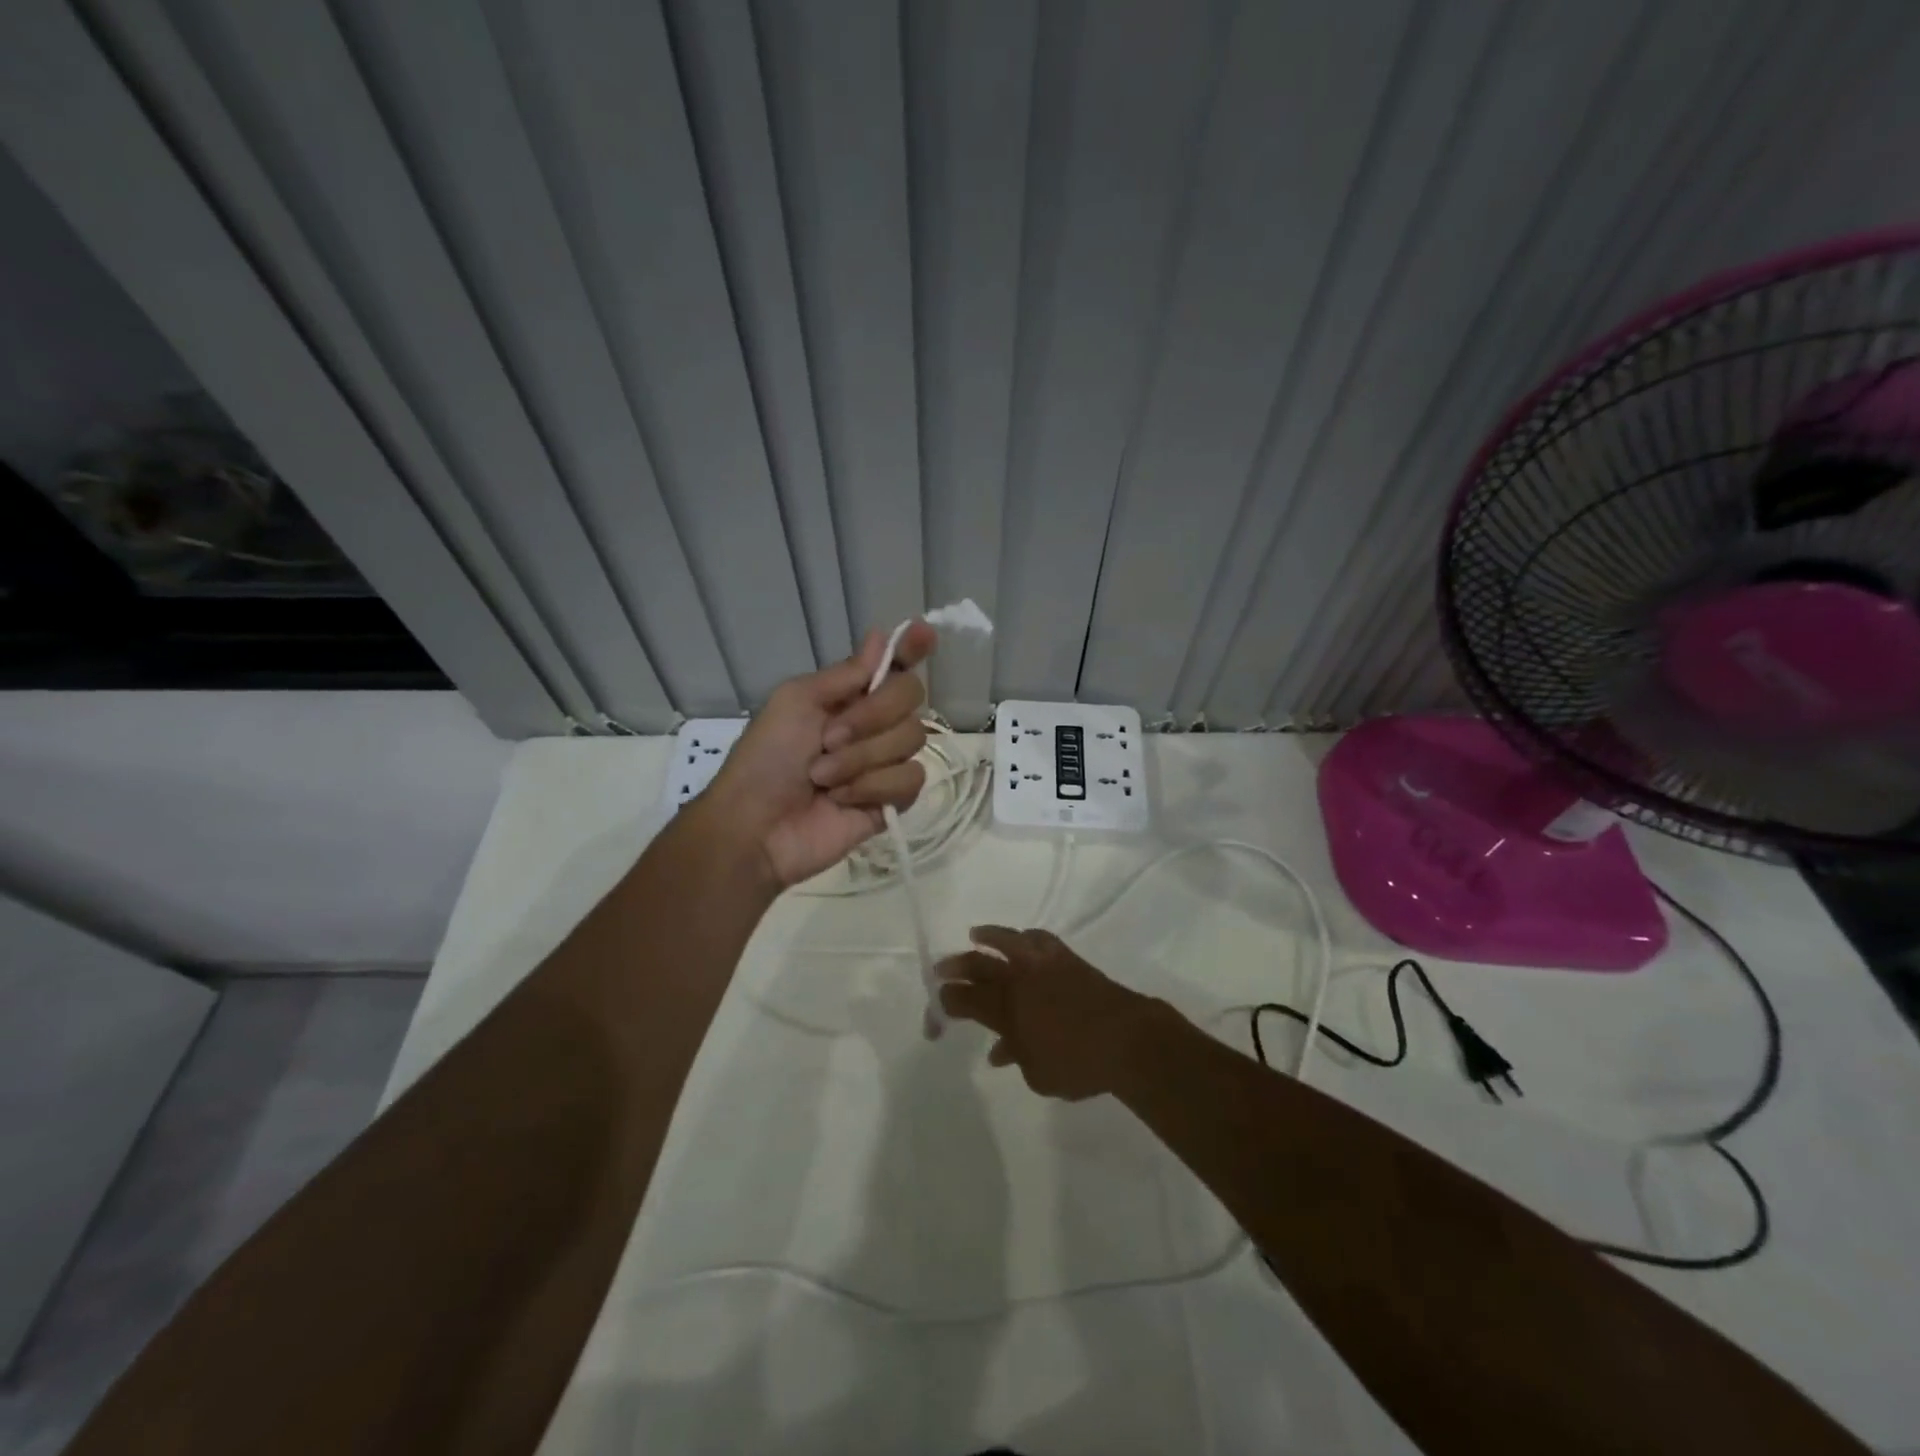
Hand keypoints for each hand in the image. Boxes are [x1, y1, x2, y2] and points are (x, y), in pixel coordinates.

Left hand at [700, 625, 935, 887]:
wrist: (757, 826)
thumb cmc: (766, 758)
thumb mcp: (796, 702)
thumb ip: (845, 674)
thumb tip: (880, 635)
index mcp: (849, 696)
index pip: (894, 666)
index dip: (913, 648)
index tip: (925, 633)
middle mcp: (873, 724)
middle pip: (910, 697)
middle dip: (871, 716)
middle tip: (828, 738)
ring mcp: (885, 762)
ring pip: (911, 740)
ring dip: (861, 758)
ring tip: (822, 778)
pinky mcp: (893, 800)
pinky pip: (910, 779)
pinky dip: (872, 787)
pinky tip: (842, 799)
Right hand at [935, 927, 1164, 1100]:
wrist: (1127, 1039)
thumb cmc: (1078, 1064)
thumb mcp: (1038, 1075)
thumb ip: (1016, 1056)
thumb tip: (1001, 1050)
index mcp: (1005, 1010)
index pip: (964, 1001)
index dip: (945, 1004)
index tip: (936, 1010)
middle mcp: (1019, 980)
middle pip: (977, 967)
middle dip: (955, 968)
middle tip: (940, 970)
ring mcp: (1043, 964)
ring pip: (1006, 941)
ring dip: (986, 938)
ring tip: (975, 936)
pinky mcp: (1066, 957)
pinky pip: (1038, 939)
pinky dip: (1025, 937)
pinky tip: (1023, 940)